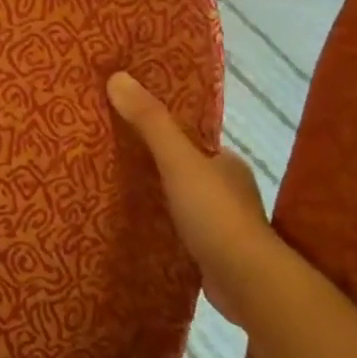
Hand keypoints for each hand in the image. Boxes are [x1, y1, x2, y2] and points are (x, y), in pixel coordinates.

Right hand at [107, 71, 273, 324]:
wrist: (247, 282)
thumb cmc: (215, 214)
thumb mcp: (178, 160)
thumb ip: (150, 122)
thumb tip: (117, 76)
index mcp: (226, 163)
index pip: (189, 139)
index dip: (159, 130)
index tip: (125, 123)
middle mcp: (227, 189)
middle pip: (182, 168)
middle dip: (153, 163)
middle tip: (109, 156)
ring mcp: (220, 224)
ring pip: (180, 200)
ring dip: (156, 196)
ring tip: (114, 190)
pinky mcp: (211, 253)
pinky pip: (178, 229)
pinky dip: (160, 225)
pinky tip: (135, 227)